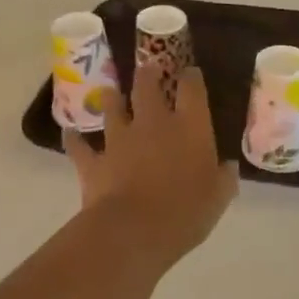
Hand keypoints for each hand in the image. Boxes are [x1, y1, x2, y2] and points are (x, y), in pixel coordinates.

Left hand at [65, 63, 238, 263]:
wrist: (134, 230)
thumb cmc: (186, 212)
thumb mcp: (218, 198)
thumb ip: (224, 178)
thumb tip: (228, 166)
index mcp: (190, 127)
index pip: (192, 88)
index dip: (191, 77)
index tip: (190, 73)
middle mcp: (153, 123)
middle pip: (147, 85)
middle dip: (148, 73)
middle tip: (148, 68)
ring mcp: (119, 139)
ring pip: (112, 106)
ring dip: (113, 98)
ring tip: (113, 92)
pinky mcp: (94, 160)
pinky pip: (79, 145)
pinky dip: (75, 139)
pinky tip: (71, 133)